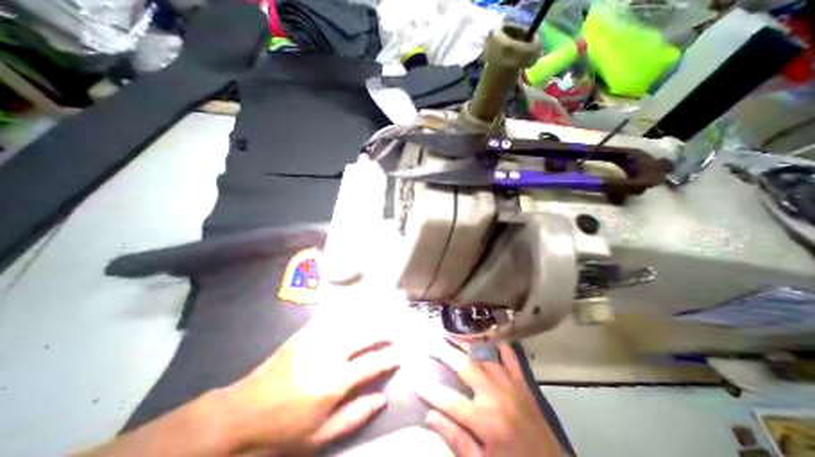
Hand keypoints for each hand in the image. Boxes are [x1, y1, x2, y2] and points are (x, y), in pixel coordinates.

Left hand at [221, 319, 399, 452]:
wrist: (242, 413)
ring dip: (366, 322)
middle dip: (381, 334)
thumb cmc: (284, 429)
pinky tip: (348, 313)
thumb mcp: (320, 436)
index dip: (389, 358)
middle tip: (391, 334)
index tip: (399, 355)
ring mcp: (315, 339)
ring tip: (376, 322)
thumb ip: (355, 415)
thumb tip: (382, 398)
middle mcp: (329, 353)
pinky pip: (328, 317)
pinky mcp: (304, 333)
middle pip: (364, 336)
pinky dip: (342, 314)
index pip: (372, 364)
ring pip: (349, 323)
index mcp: (335, 381)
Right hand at [416, 343, 565, 456]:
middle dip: (443, 352)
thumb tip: (430, 416)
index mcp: (485, 422)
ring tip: (450, 332)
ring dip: (465, 343)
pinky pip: (510, 357)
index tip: (413, 378)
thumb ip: (455, 440)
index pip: (449, 401)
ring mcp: (511, 385)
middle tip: (429, 342)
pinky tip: (487, 334)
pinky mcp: (522, 382)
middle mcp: (496, 396)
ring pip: (484, 356)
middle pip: (464, 367)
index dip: (429, 389)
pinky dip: (498, 344)